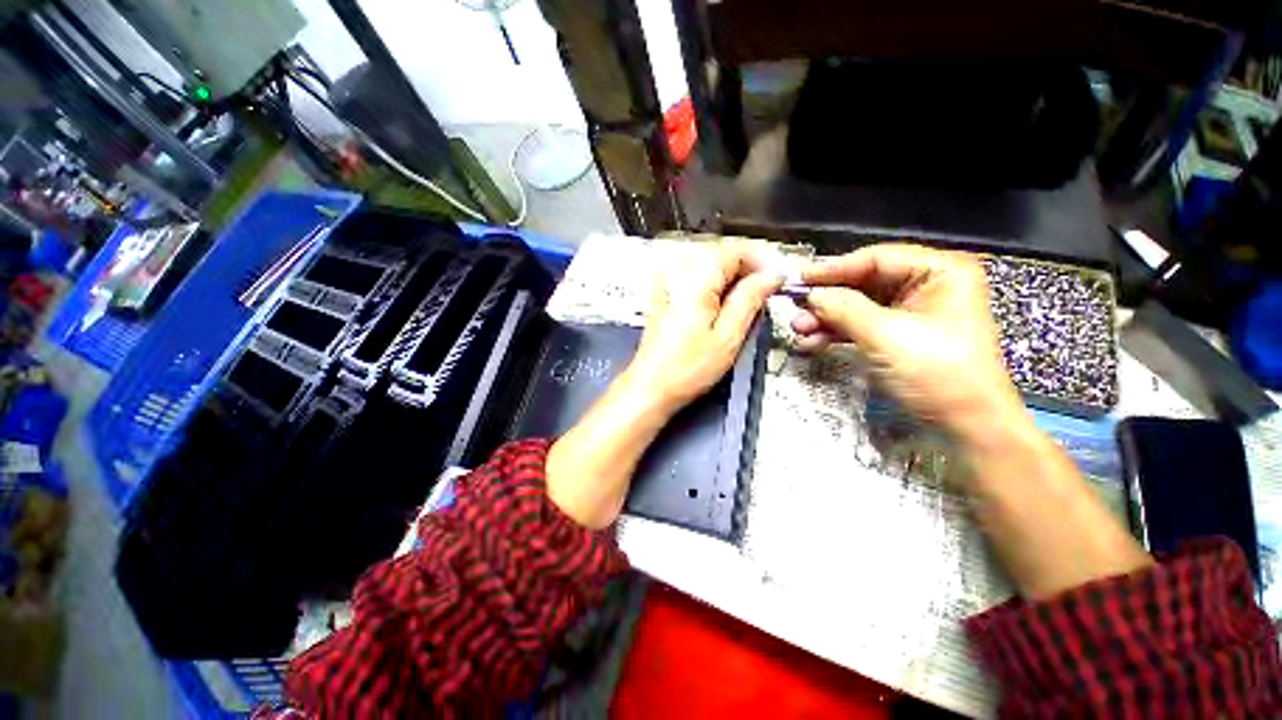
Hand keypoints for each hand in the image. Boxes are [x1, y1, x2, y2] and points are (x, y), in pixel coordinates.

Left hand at [630, 242, 783, 411]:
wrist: (650, 387)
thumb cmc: (686, 369)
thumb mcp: (727, 336)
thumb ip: (750, 300)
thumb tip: (771, 276)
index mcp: (695, 280)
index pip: (734, 249)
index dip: (761, 260)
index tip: (777, 278)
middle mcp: (678, 275)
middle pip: (721, 255)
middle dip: (748, 269)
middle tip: (767, 292)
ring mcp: (668, 285)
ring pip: (710, 268)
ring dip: (733, 280)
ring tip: (749, 303)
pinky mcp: (665, 298)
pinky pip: (697, 281)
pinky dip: (716, 289)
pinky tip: (725, 308)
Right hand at [796, 244, 1151, 598]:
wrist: (976, 435)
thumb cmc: (947, 384)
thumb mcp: (890, 341)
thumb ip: (847, 310)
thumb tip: (810, 296)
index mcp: (944, 274)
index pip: (876, 259)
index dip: (834, 269)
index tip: (797, 280)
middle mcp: (932, 288)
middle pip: (866, 282)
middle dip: (828, 298)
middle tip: (794, 311)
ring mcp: (917, 316)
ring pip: (861, 306)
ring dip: (829, 319)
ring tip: (800, 333)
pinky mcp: (904, 339)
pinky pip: (863, 326)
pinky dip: (839, 334)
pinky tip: (817, 343)